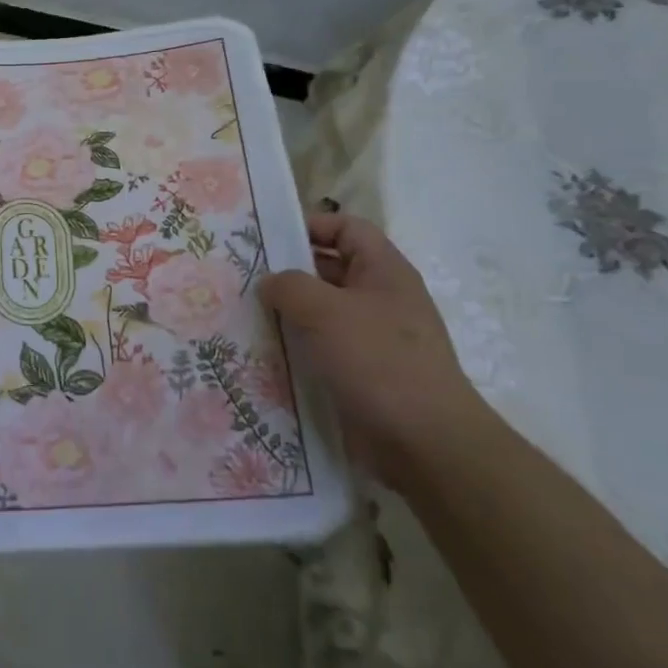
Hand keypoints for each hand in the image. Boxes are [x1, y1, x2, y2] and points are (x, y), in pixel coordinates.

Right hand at [259, 211, 487, 489]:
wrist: (425, 443)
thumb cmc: (377, 361)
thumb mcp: (324, 311)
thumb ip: (288, 285)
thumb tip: (270, 282)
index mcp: (383, 271)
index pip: (346, 228)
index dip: (309, 225)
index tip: (266, 238)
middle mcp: (380, 298)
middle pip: (329, 269)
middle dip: (288, 271)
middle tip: (242, 276)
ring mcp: (372, 337)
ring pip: (322, 311)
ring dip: (287, 313)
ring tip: (244, 314)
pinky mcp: (362, 372)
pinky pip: (323, 347)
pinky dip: (297, 347)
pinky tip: (265, 353)